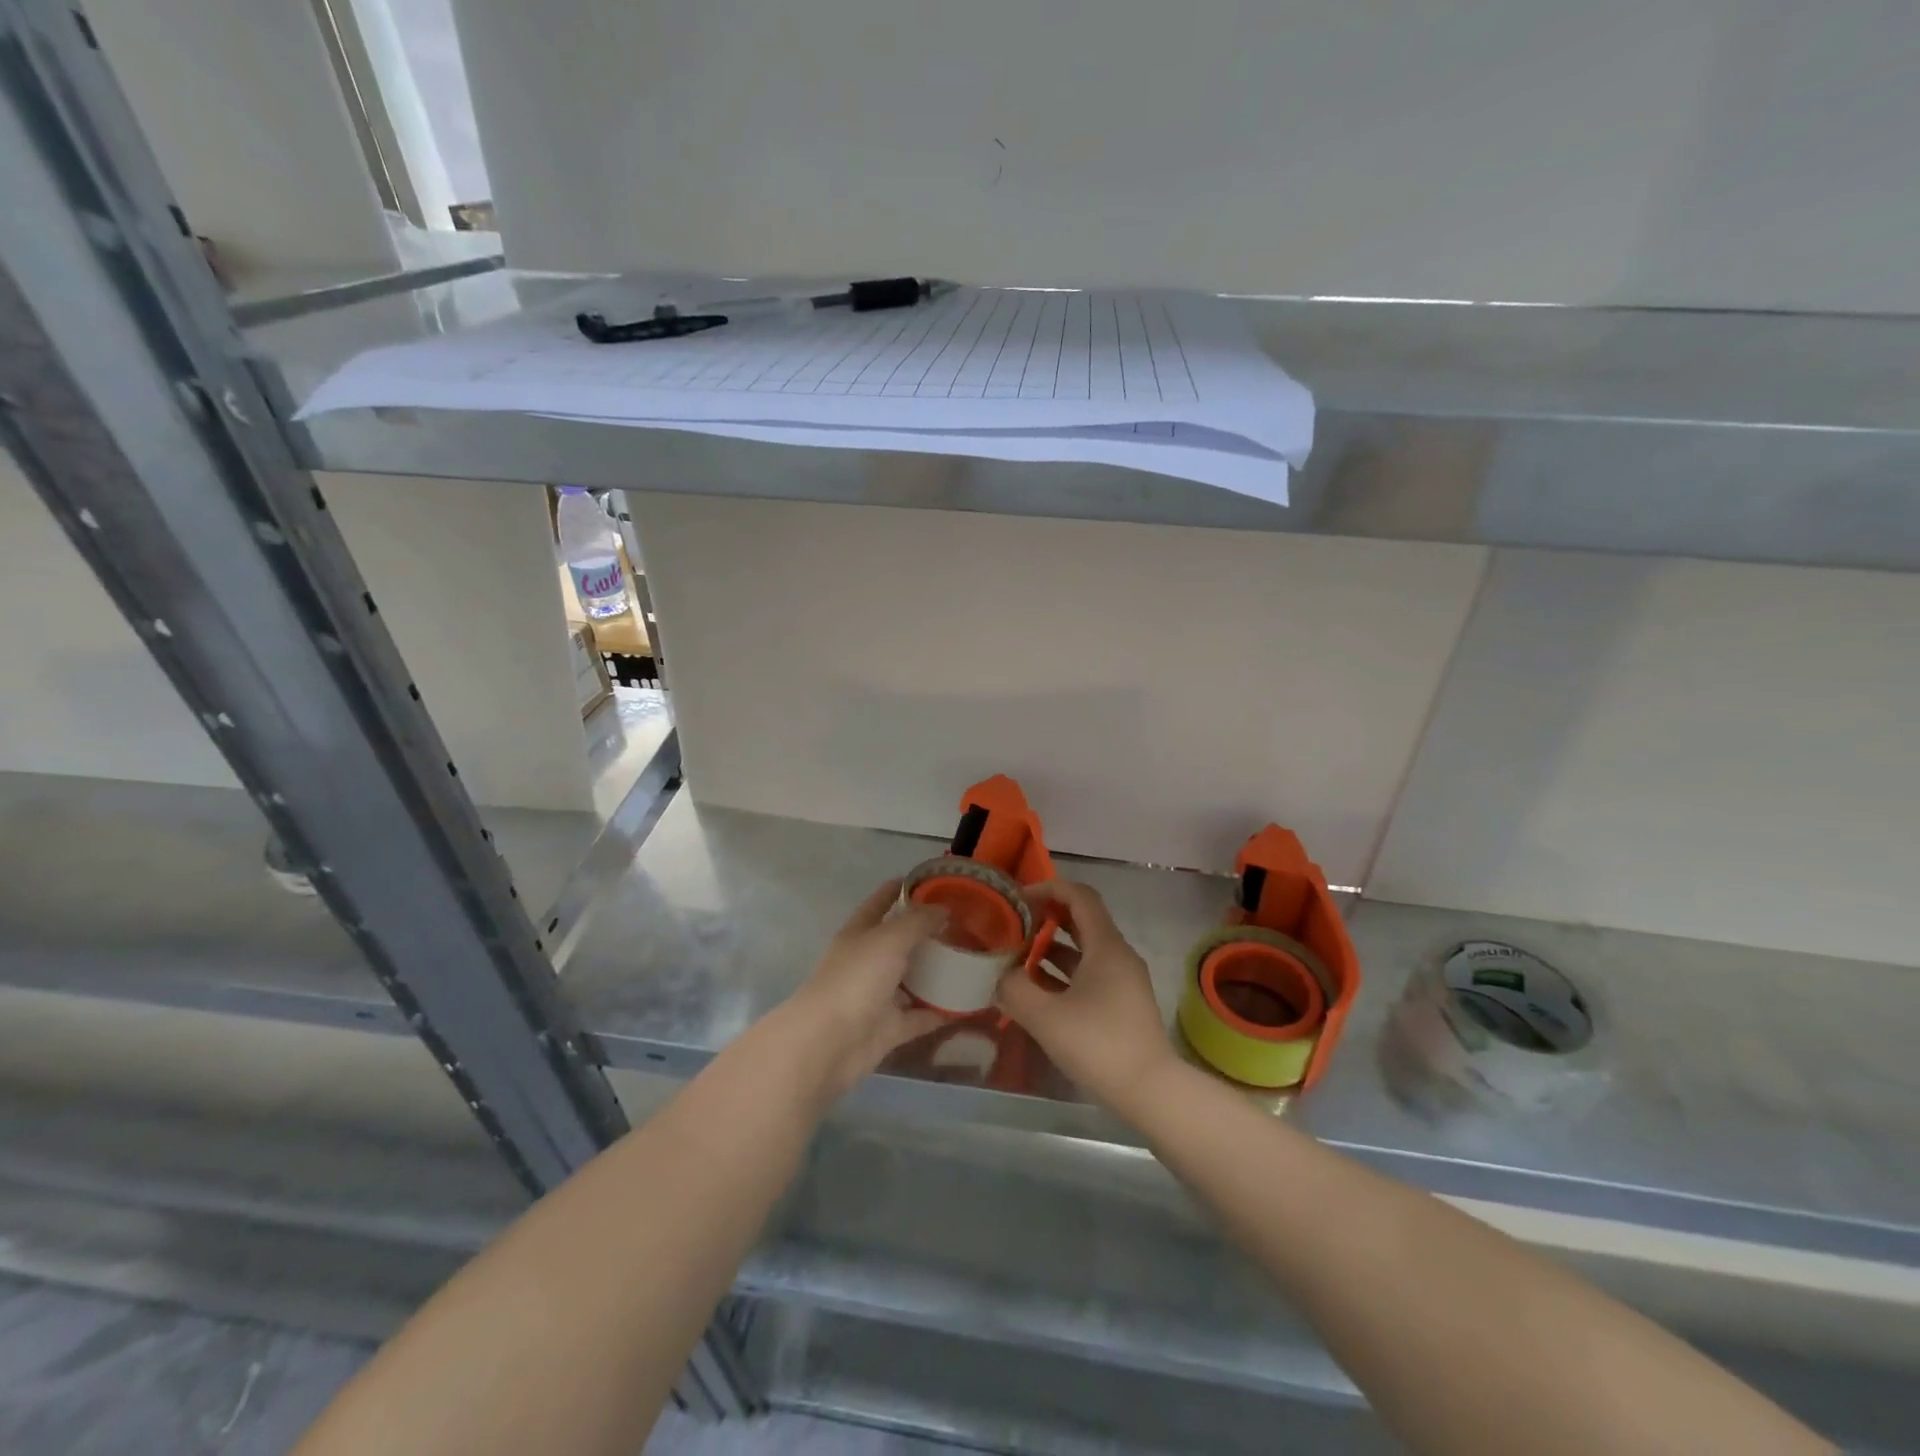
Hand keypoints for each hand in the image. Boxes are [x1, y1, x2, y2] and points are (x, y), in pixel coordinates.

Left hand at [780, 880, 947, 1099]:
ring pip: (912, 980)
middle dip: (929, 932)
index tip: (935, 880)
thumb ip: (917, 922)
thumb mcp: (888, 939)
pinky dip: (941, 1011)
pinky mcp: (889, 1028)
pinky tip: (969, 1004)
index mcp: (860, 933)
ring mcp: (878, 996)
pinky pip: (920, 1016)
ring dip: (938, 972)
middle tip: (967, 924)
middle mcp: (868, 961)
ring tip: (974, 960)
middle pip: (901, 941)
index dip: (904, 888)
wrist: (828, 1045)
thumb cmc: (855, 980)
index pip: (882, 901)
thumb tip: (943, 907)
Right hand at [994, 880, 1178, 1115]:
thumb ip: (1015, 989)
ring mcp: (1123, 980)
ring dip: (1051, 948)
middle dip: (1046, 918)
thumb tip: (1001, 975)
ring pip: (1084, 950)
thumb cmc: (1099, 1045)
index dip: (1048, 889)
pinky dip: (1063, 973)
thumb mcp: (1045, 1017)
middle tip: (1014, 926)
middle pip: (1082, 920)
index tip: (1018, 899)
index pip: (1079, 896)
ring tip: (1017, 958)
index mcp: (1106, 946)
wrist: (1151, 1091)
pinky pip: (1089, 974)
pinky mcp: (1121, 1003)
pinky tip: (1037, 990)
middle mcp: (1118, 955)